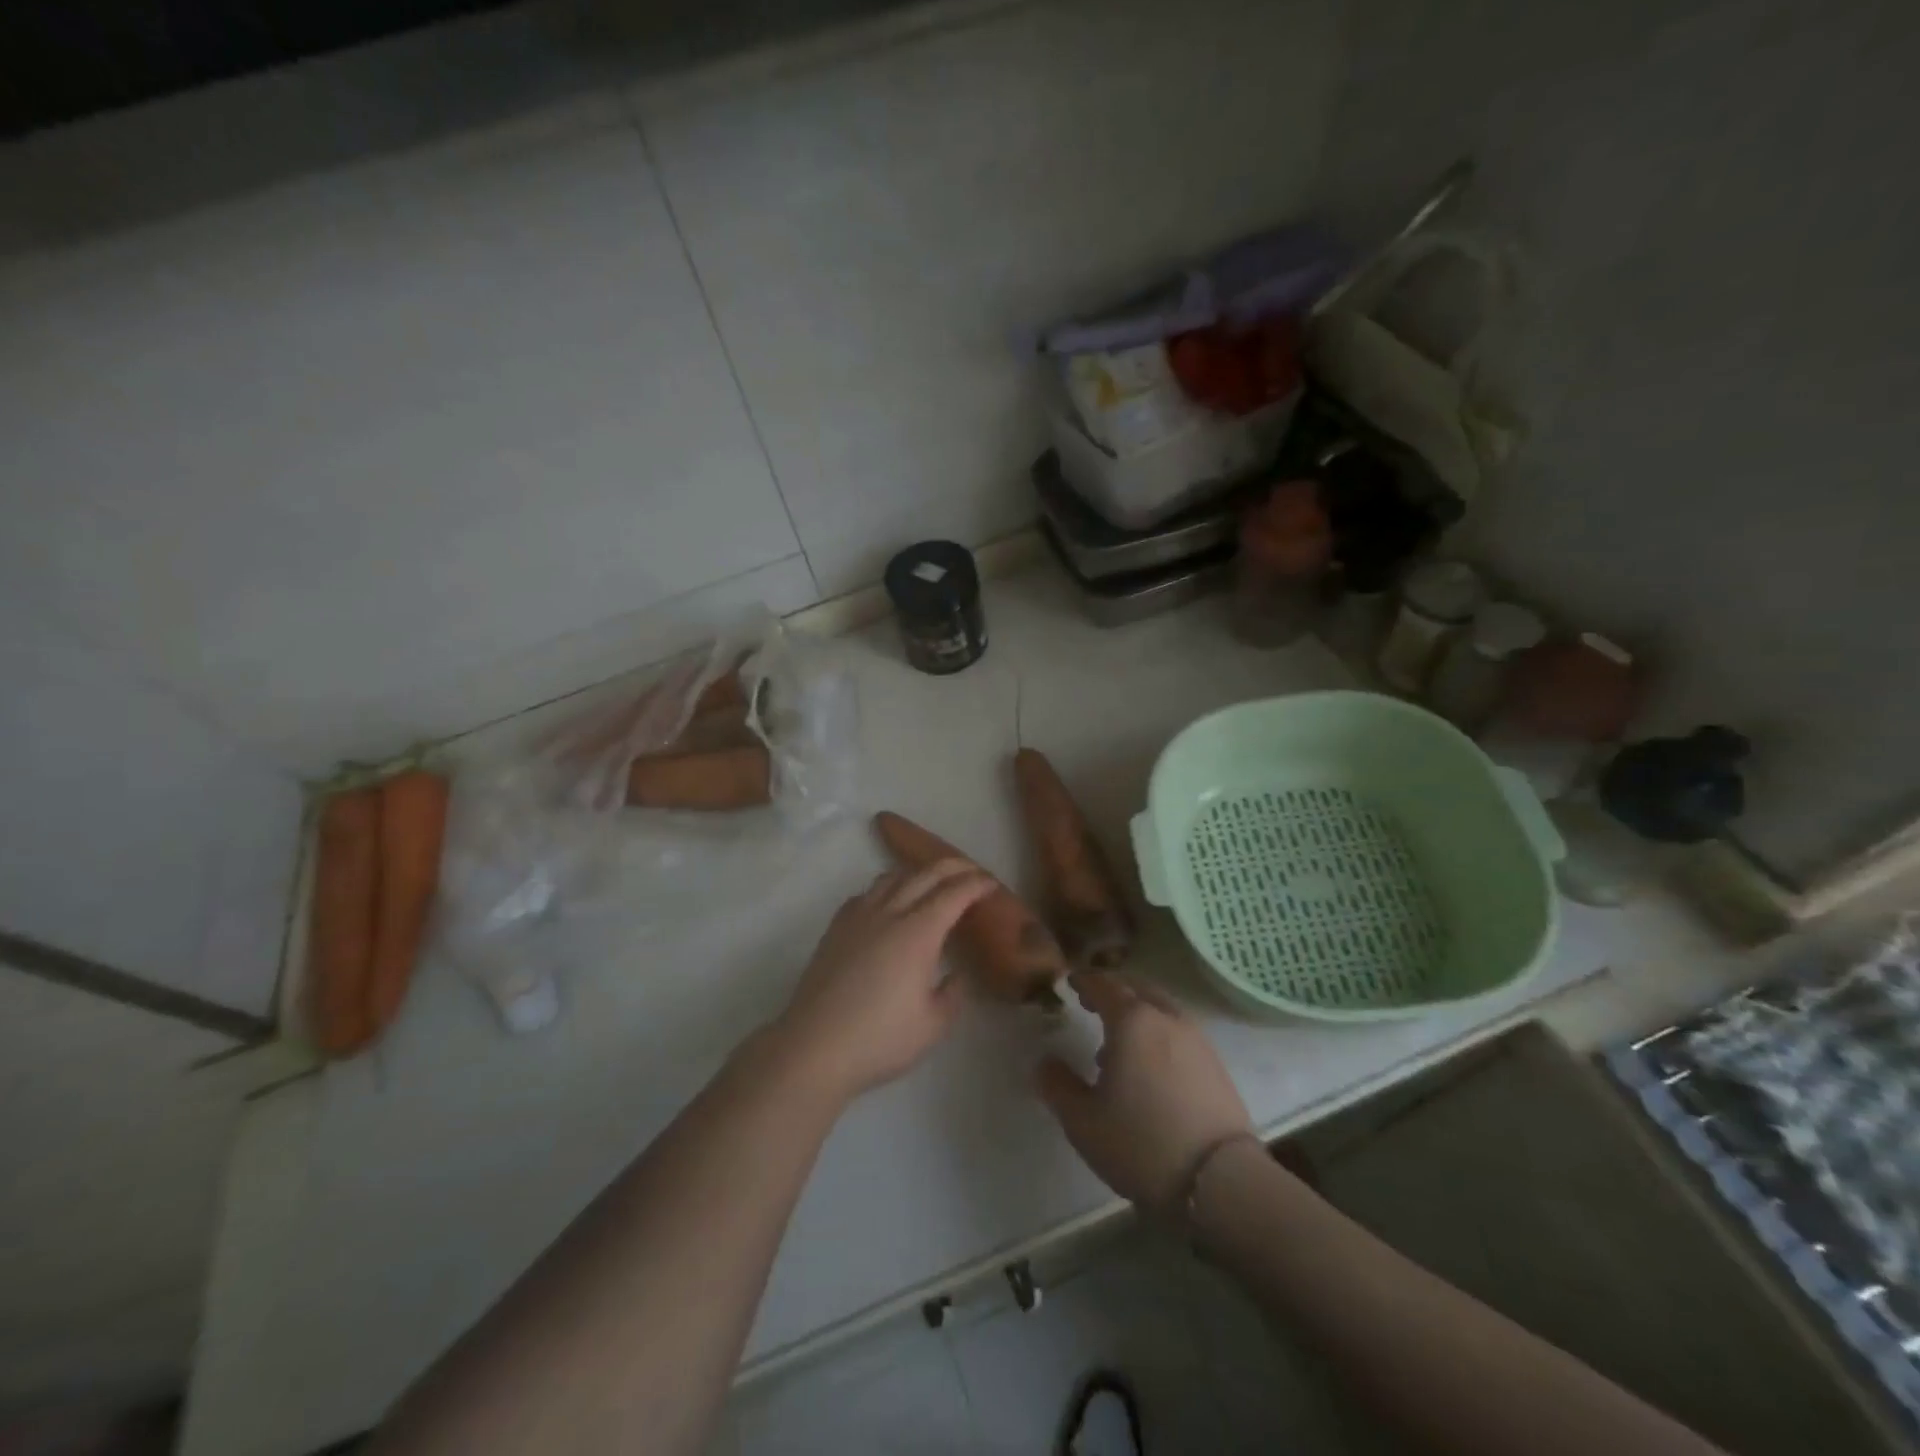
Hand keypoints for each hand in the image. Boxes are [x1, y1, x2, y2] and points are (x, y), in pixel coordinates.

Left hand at [773, 860, 994, 1102]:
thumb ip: (953, 994)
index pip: (954, 894)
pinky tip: (888, 900)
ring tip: (932, 879)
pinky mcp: (836, 928)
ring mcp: (859, 917)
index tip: (992, 884)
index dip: (976, 884)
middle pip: (925, 875)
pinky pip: (867, 893)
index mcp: (918, 933)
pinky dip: (887, 886)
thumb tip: (956, 974)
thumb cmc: (880, 1039)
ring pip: (892, 877)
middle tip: (972, 871)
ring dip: (918, 871)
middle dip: (953, 867)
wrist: (814, 1047)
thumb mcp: (933, 1026)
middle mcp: (890, 914)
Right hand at [1038, 973, 1253, 1211]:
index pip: (1104, 985)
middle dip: (1113, 990)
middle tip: (1092, 1003)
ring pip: (1161, 1008)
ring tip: (1118, 1041)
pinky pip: (1178, 1030)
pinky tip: (1149, 1065)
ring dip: (1138, 1012)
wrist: (1220, 1181)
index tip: (1071, 982)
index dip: (1085, 980)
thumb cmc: (1142, 1144)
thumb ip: (1058, 1086)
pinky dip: (1158, 1031)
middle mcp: (1165, 1018)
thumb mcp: (1083, 1121)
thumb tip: (1044, 1062)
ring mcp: (1196, 1038)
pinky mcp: (1215, 1063)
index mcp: (1131, 1020)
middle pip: (1137, 988)